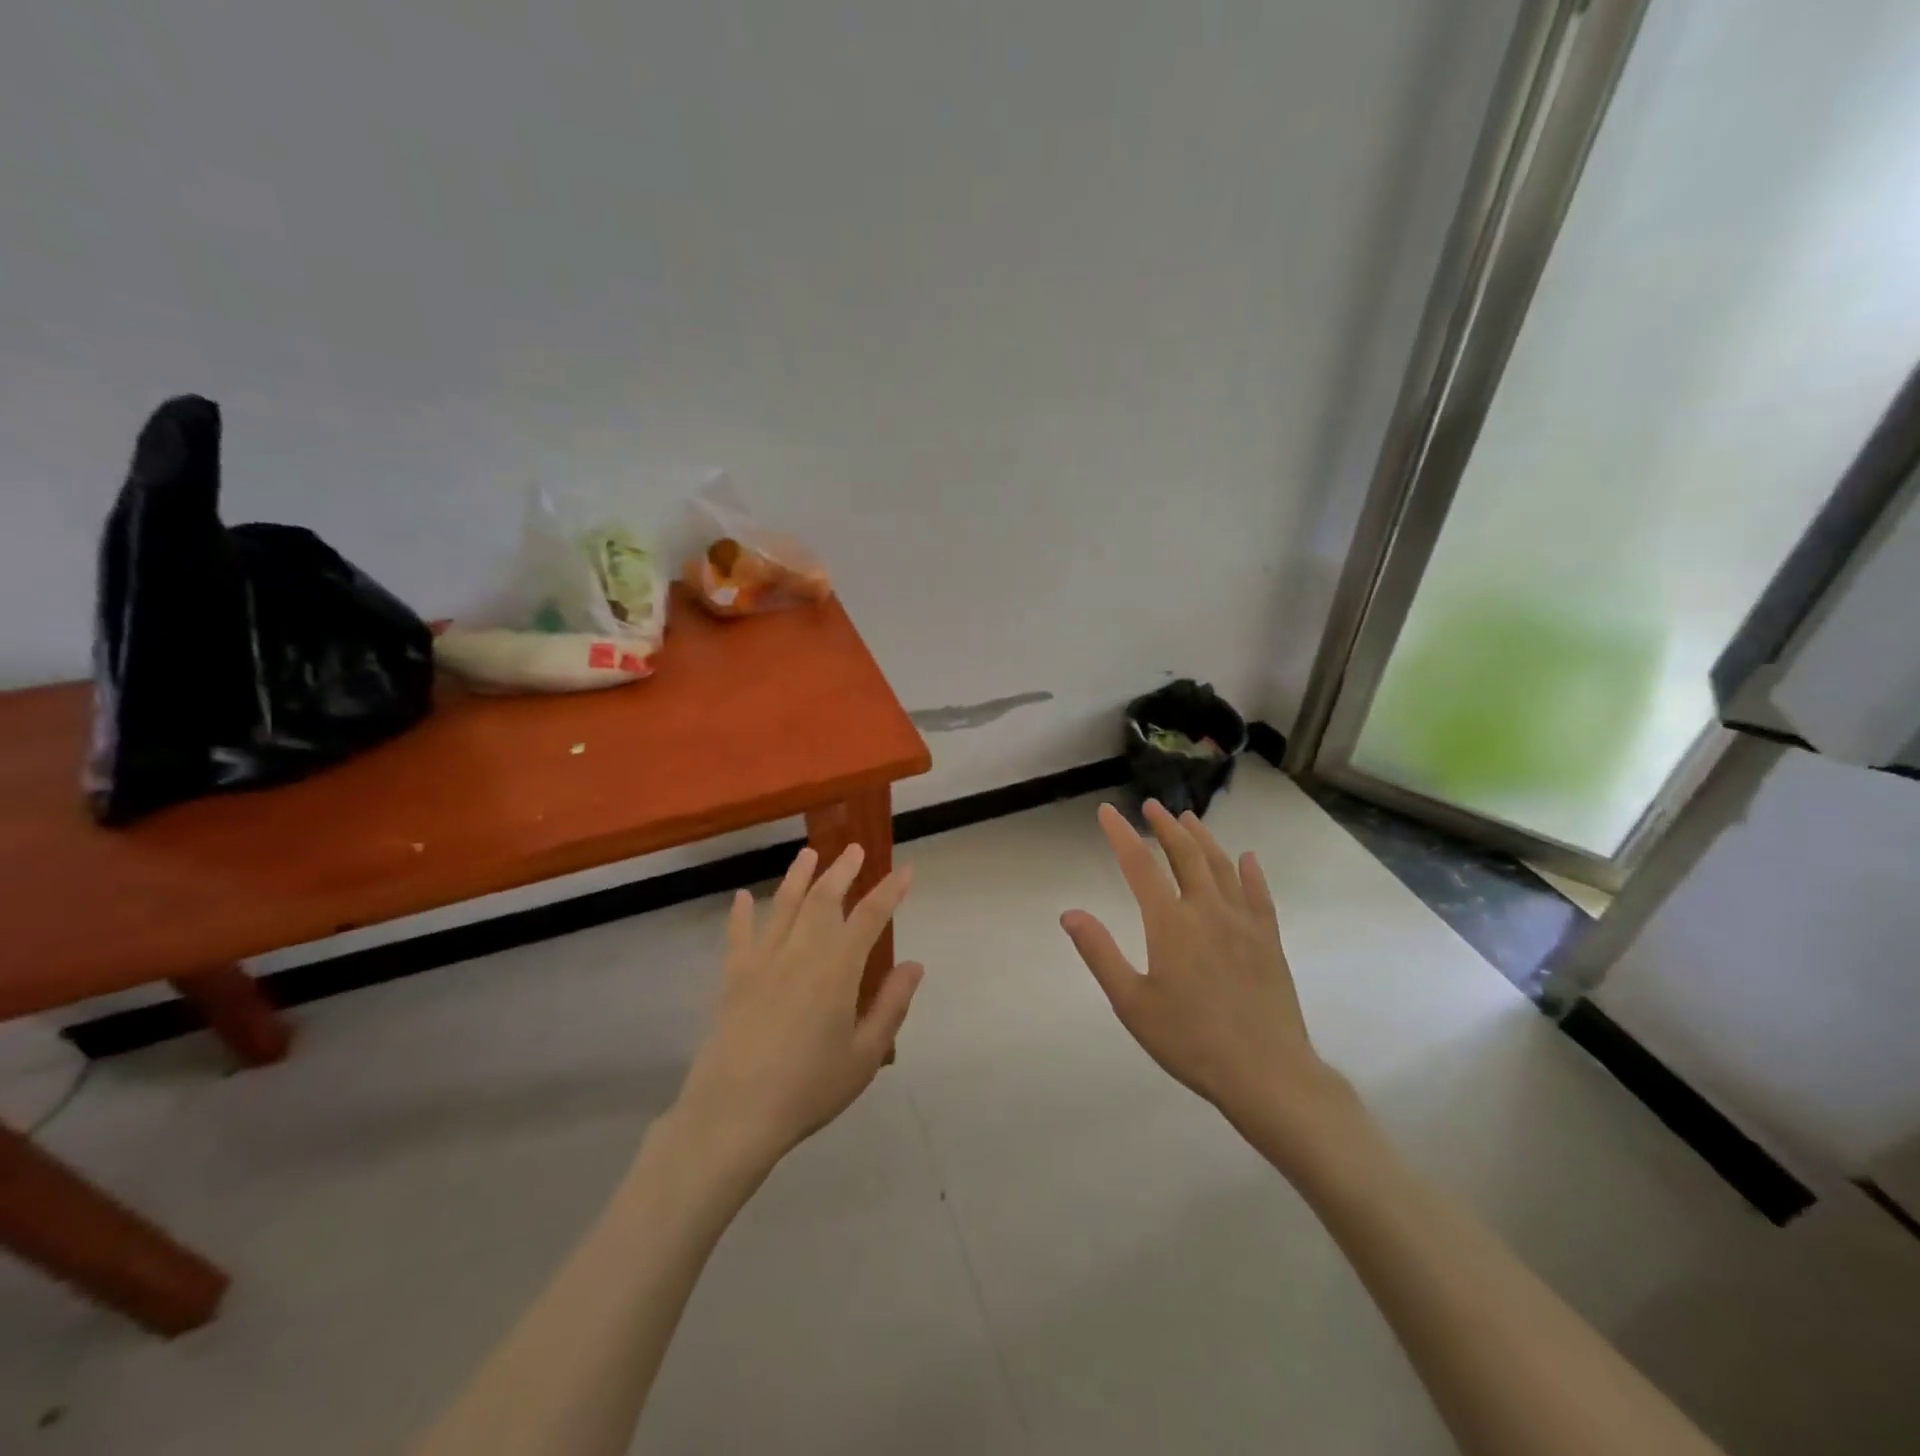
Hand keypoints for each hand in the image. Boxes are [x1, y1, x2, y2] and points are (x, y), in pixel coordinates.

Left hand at [674, 844, 922, 1171]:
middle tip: (855, 849)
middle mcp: (800, 953)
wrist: (733, 1115)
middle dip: (843, 871)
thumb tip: (914, 965)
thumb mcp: (864, 1056)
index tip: (905, 871)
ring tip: (809, 854)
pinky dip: (740, 914)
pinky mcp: (732, 978)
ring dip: (798, 876)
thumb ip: (891, 1005)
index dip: (890, 891)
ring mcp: (762, 962)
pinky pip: (738, 936)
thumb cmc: (808, 1089)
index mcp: (836, 969)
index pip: (870, 917)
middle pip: (823, 899)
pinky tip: (740, 896)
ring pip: (783, 905)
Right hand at [1061, 801, 1354, 1158]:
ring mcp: (1243, 922)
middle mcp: (1207, 910)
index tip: (1108, 811)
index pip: (1139, 865)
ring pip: (1222, 866)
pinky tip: (1247, 858)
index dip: (1121, 834)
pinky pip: (1260, 894)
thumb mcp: (1131, 1003)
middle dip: (1165, 826)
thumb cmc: (1189, 1040)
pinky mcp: (1269, 939)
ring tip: (1189, 819)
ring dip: (1203, 838)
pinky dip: (1251, 871)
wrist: (1265, 1072)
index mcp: (1170, 923)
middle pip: (1185, 854)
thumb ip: (1100, 953)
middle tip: (1152, 806)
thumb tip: (1070, 913)